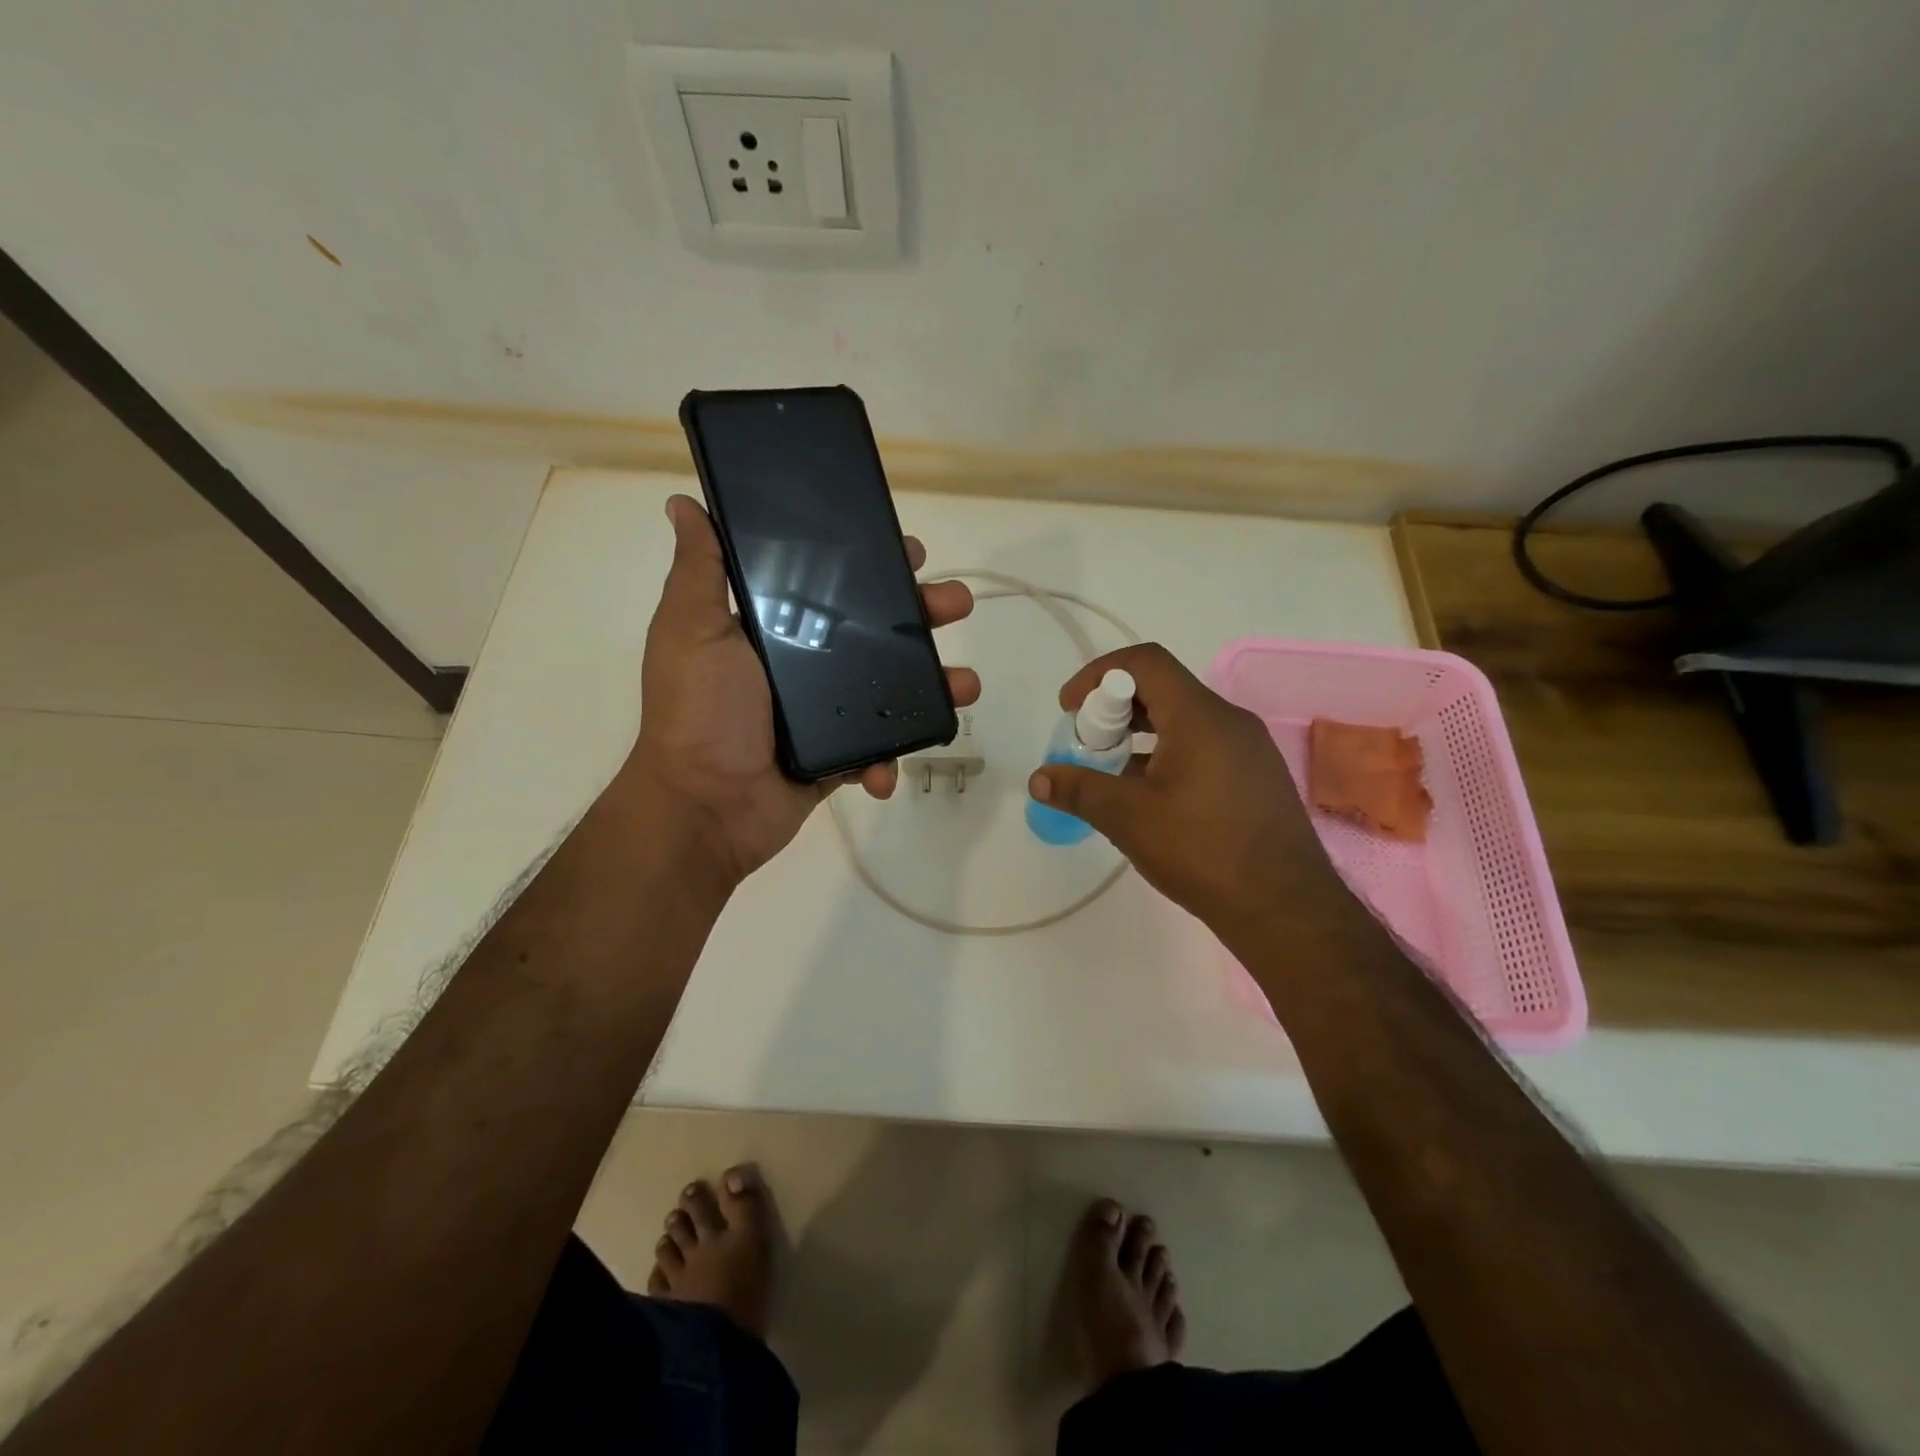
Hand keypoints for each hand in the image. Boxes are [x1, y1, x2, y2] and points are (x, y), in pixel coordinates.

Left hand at [628, 494, 979, 885]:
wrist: (705, 807)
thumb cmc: (700, 712)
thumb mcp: (691, 630)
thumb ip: (700, 570)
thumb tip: (683, 503)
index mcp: (774, 630)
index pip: (832, 586)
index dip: (872, 566)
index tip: (908, 552)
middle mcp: (803, 666)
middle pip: (875, 632)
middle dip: (922, 616)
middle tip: (957, 604)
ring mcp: (825, 714)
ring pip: (891, 689)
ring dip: (934, 686)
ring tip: (965, 686)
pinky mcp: (838, 757)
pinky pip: (878, 748)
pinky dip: (889, 758)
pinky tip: (885, 769)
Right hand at [1028, 644, 1345, 935]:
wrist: (1286, 908)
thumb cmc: (1203, 851)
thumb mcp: (1129, 818)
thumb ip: (1080, 790)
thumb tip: (1039, 778)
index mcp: (1200, 716)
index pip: (1145, 662)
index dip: (1098, 674)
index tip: (1069, 708)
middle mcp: (1230, 721)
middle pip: (1163, 689)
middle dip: (1114, 708)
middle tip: (1086, 743)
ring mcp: (1249, 749)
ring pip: (1184, 720)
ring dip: (1140, 734)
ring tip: (1112, 772)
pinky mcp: (1257, 777)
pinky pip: (1204, 746)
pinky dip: (1168, 754)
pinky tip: (1151, 797)